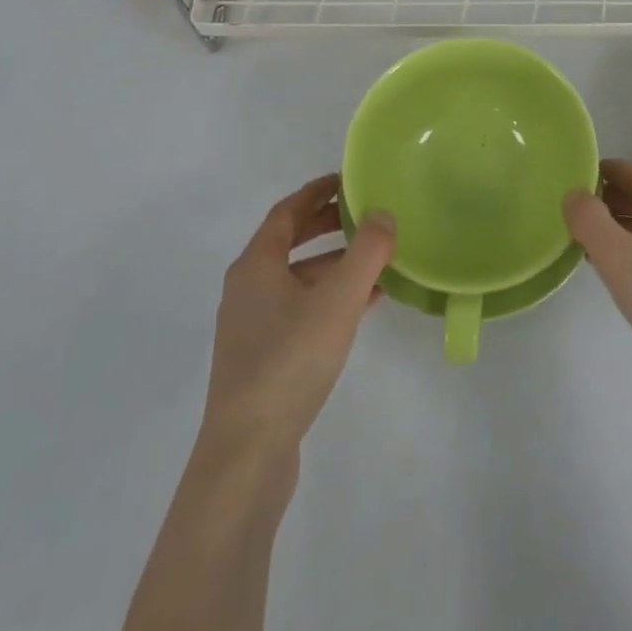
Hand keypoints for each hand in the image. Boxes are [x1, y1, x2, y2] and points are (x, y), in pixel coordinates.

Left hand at [198, 175, 395, 466]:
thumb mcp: (338, 299)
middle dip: (328, 224)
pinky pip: (301, 307)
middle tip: (368, 213)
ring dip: (334, 262)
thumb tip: (384, 213)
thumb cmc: (290, 361)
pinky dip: (330, 295)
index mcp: (256, 265)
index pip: (287, 211)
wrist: (248, 451)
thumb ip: (366, 252)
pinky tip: (364, 305)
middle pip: (290, 241)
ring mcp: (253, 324)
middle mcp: (248, 287)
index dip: (318, 191)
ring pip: (298, 277)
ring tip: (377, 258)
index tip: (350, 179)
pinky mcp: (263, 355)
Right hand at [565, 159, 631, 408]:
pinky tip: (619, 276)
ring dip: (619, 232)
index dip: (594, 176)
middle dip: (604, 205)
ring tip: (584, 248)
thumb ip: (590, 222)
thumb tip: (573, 194)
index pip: (628, 172)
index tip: (562, 189)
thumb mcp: (622, 262)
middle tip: (566, 223)